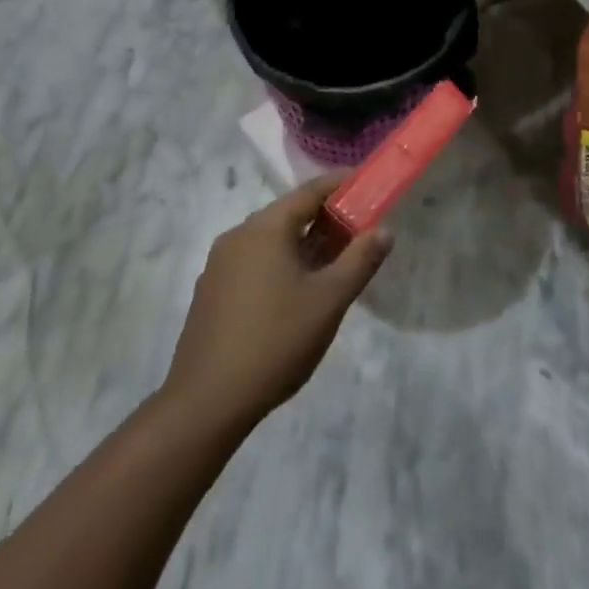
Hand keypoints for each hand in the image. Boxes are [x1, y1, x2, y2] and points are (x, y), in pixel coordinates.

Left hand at [163, 175, 391, 432]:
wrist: (205, 403)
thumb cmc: (275, 342)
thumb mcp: (328, 301)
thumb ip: (359, 261)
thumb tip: (383, 230)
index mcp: (265, 228)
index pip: (309, 191)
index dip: (340, 185)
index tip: (366, 185)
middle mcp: (238, 235)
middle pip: (289, 214)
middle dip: (324, 219)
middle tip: (356, 232)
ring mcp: (219, 264)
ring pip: (270, 240)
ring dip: (302, 245)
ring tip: (330, 266)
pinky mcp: (210, 292)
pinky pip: (253, 263)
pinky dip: (279, 264)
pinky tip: (293, 295)